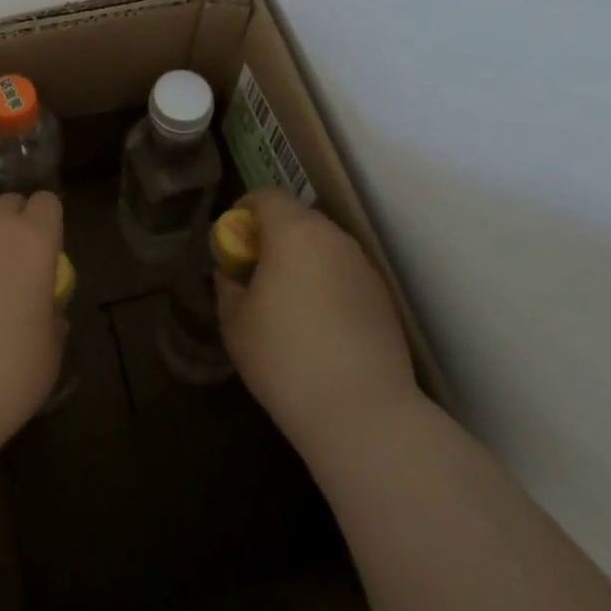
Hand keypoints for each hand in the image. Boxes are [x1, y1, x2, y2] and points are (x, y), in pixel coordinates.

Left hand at [0, 137, 65, 466]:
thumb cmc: (2, 381)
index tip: (42, 251)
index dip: (45, 225)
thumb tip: (43, 301)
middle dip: (12, 226)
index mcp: (36, 242)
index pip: (47, 207)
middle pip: (9, 206)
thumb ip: (50, 314)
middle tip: (5, 268)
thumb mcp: (49, 352)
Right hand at [216, 190, 418, 451]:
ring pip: (323, 247)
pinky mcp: (383, 298)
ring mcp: (363, 267)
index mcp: (294, 231)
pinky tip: (319, 327)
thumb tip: (229, 275)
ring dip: (302, 261)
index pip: (266, 196)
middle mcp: (332, 238)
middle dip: (273, 237)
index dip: (244, 211)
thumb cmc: (286, 357)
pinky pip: (344, 275)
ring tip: (287, 303)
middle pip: (297, 219)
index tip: (233, 242)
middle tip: (255, 272)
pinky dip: (327, 285)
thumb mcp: (235, 323)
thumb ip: (227, 288)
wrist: (364, 413)